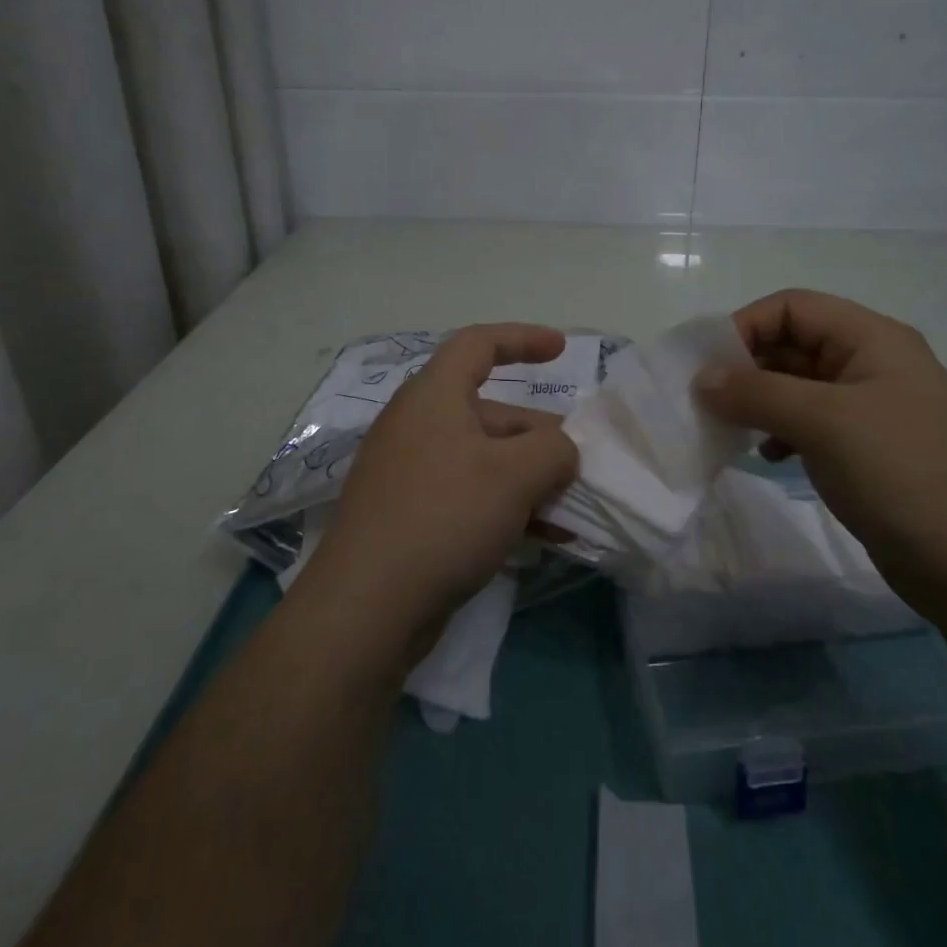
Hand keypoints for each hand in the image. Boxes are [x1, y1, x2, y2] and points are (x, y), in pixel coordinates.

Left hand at [305, 324, 579, 647]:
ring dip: (531, 479)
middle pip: (492, 412)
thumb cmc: (444, 517)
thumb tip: (561, 451)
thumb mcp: (513, 475)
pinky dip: (508, 507)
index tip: (561, 349)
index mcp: (433, 396)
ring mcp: (412, 473)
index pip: (478, 345)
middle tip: (580, 465)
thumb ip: (554, 450)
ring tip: (572, 508)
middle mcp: (419, 426)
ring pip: (485, 460)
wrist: (366, 607)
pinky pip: (470, 495)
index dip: (522, 339)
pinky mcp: (412, 516)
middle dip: (541, 436)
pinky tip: (545, 537)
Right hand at [693, 289, 946, 611]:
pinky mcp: (867, 449)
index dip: (745, 326)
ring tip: (729, 428)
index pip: (793, 307)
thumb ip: (757, 392)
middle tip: (706, 401)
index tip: (706, 366)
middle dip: (746, 367)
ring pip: (798, 386)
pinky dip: (781, 431)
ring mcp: (871, 409)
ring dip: (759, 401)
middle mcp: (871, 364)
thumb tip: (701, 379)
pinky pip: (810, 423)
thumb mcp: (824, 422)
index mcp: (872, 339)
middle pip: (794, 344)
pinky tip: (768, 456)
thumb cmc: (902, 473)